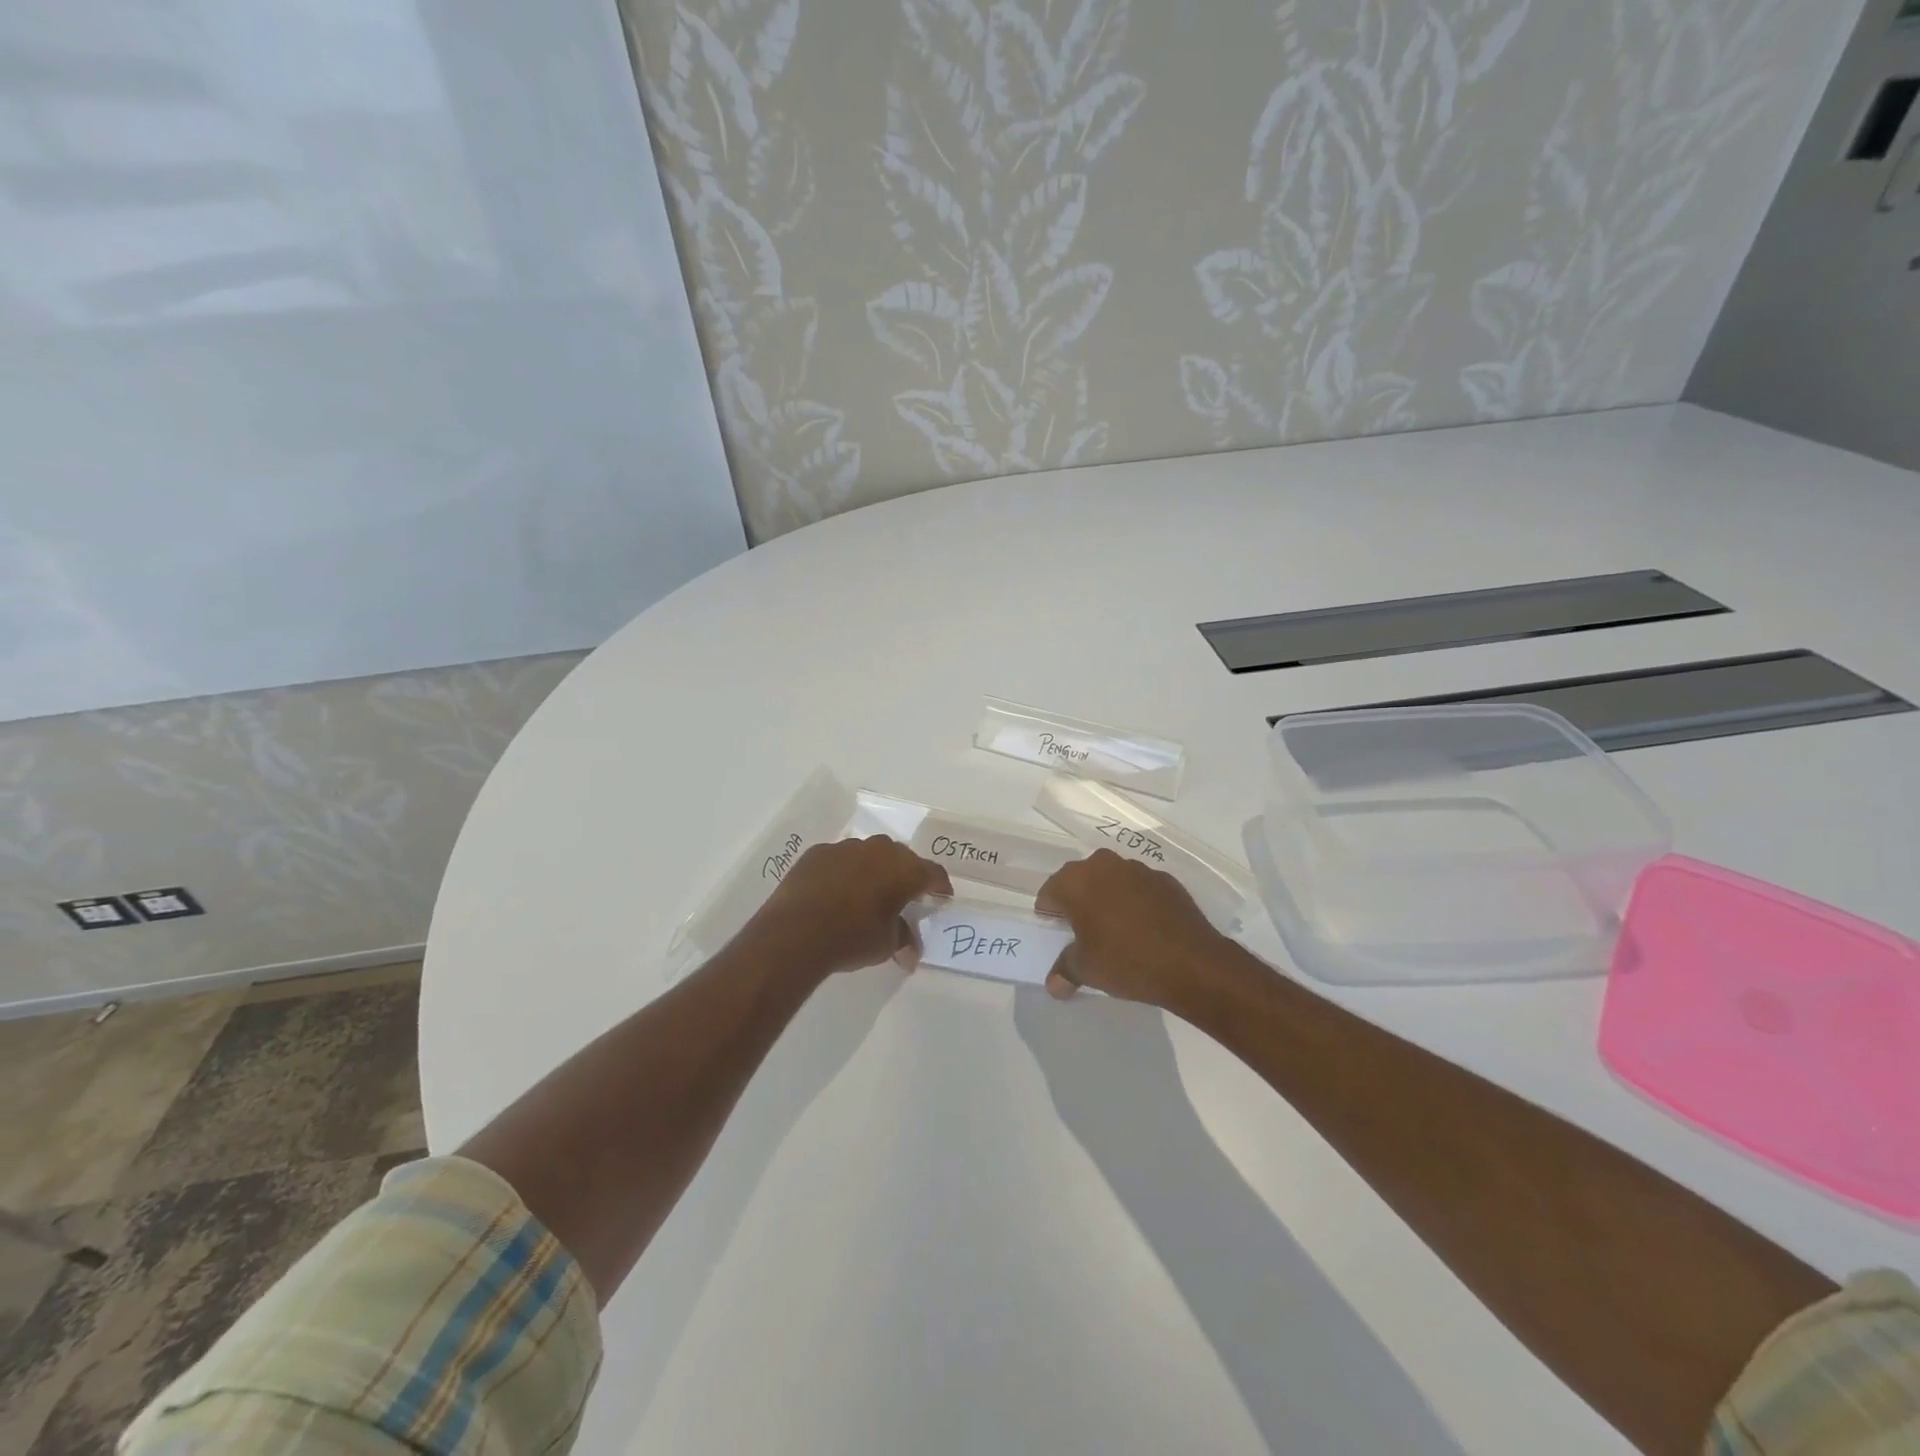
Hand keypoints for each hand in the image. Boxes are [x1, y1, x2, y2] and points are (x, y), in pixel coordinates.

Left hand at [741, 836, 952, 981]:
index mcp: (904, 870)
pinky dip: (844, 871)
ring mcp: (846, 847)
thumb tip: (911, 953)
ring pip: (869, 854)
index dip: (940, 886)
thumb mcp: (886, 945)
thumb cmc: (852, 938)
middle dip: (906, 875)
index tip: (942, 898)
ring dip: (874, 870)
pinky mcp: (818, 852)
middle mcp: (879, 850)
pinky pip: (840, 859)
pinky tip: (836, 891)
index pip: (933, 873)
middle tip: (905, 895)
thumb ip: (903, 940)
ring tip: (868, 892)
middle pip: (902, 858)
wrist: (795, 932)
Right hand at [1035, 849, 1242, 1010]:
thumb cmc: (1126, 961)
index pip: (1050, 891)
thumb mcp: (1086, 971)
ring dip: (1106, 897)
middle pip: (1079, 879)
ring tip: (1114, 928)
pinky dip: (1135, 901)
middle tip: (1082, 930)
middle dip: (1077, 900)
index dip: (1049, 912)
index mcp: (1077, 881)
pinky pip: (1139, 887)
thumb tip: (1054, 984)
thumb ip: (1065, 970)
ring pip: (1111, 879)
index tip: (1056, 932)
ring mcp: (1137, 869)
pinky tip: (1143, 927)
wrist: (1192, 963)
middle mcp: (1103, 865)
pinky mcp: (1165, 879)